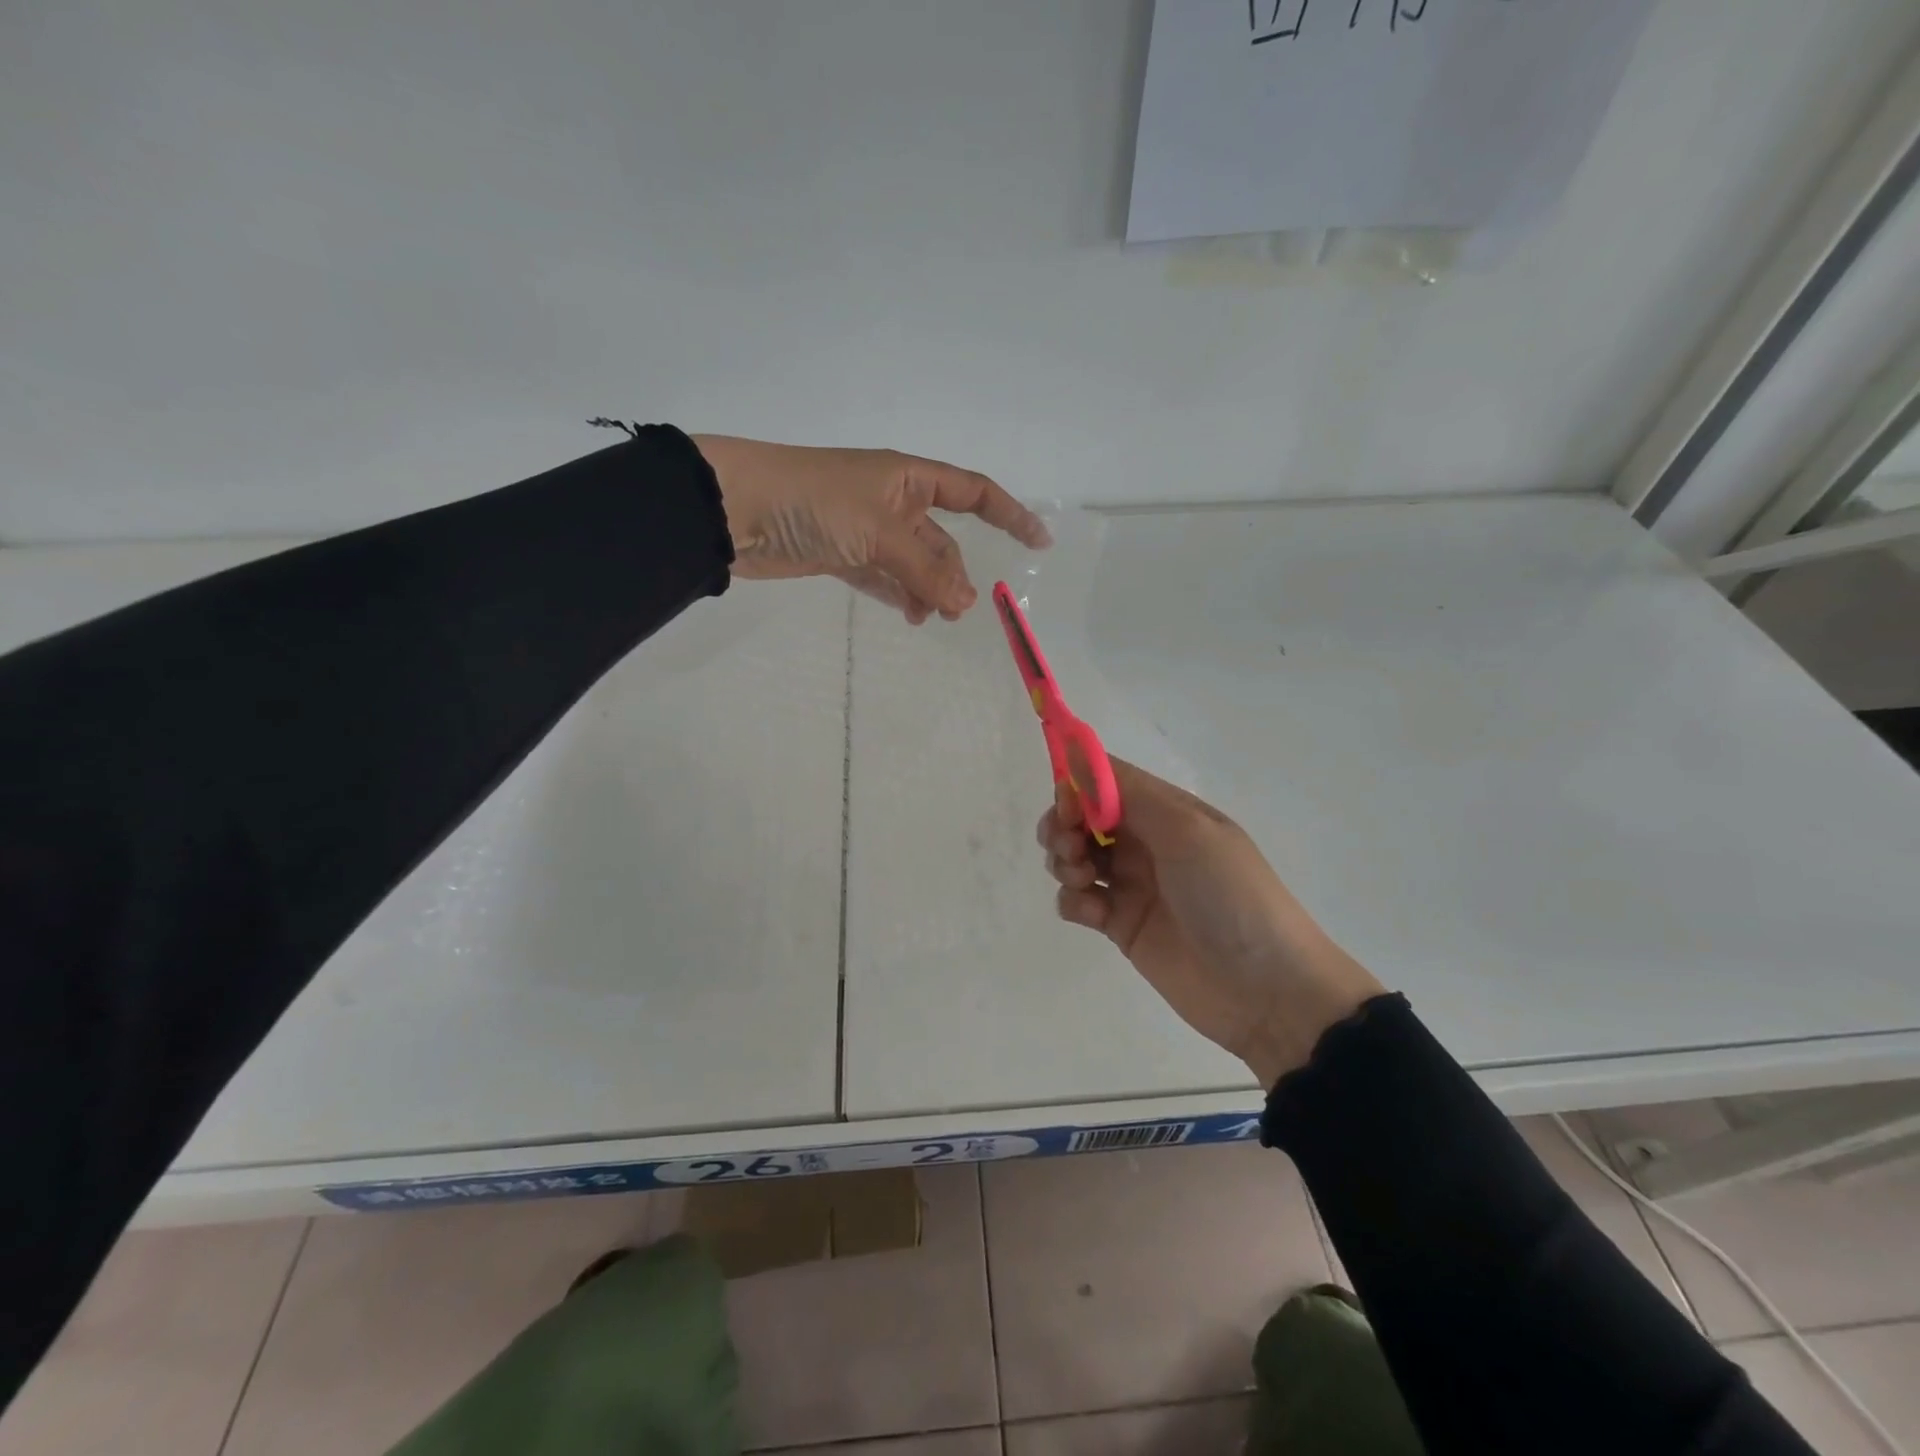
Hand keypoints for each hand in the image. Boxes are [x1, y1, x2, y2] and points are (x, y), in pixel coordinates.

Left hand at [691, 435, 1050, 623]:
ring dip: (926, 590)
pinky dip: (898, 595)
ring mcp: (866, 529)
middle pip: (941, 540)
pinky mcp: (842, 554)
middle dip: (953, 573)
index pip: (973, 493)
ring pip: (913, 563)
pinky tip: (907, 614)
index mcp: (908, 478)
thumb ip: (924, 569)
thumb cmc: (814, 502)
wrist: (737, 509)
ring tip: (929, 618)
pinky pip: (884, 577)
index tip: (1039, 542)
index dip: (1009, 514)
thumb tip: (967, 603)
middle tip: (956, 611)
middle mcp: (892, 500)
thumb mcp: (879, 531)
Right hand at [1038, 759, 1384, 1087]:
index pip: (1107, 780)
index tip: (1067, 807)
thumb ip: (1128, 792)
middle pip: (1083, 817)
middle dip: (1063, 825)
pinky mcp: (1120, 925)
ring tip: (1082, 879)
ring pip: (1074, 855)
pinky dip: (1074, 900)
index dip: (1078, 786)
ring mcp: (1132, 884)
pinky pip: (1078, 899)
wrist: (1268, 990)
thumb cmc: (1230, 895)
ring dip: (1064, 860)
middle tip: (1070, 847)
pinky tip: (1093, 912)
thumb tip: (1074, 747)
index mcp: (1166, 811)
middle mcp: (1146, 841)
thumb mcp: (1187, 831)